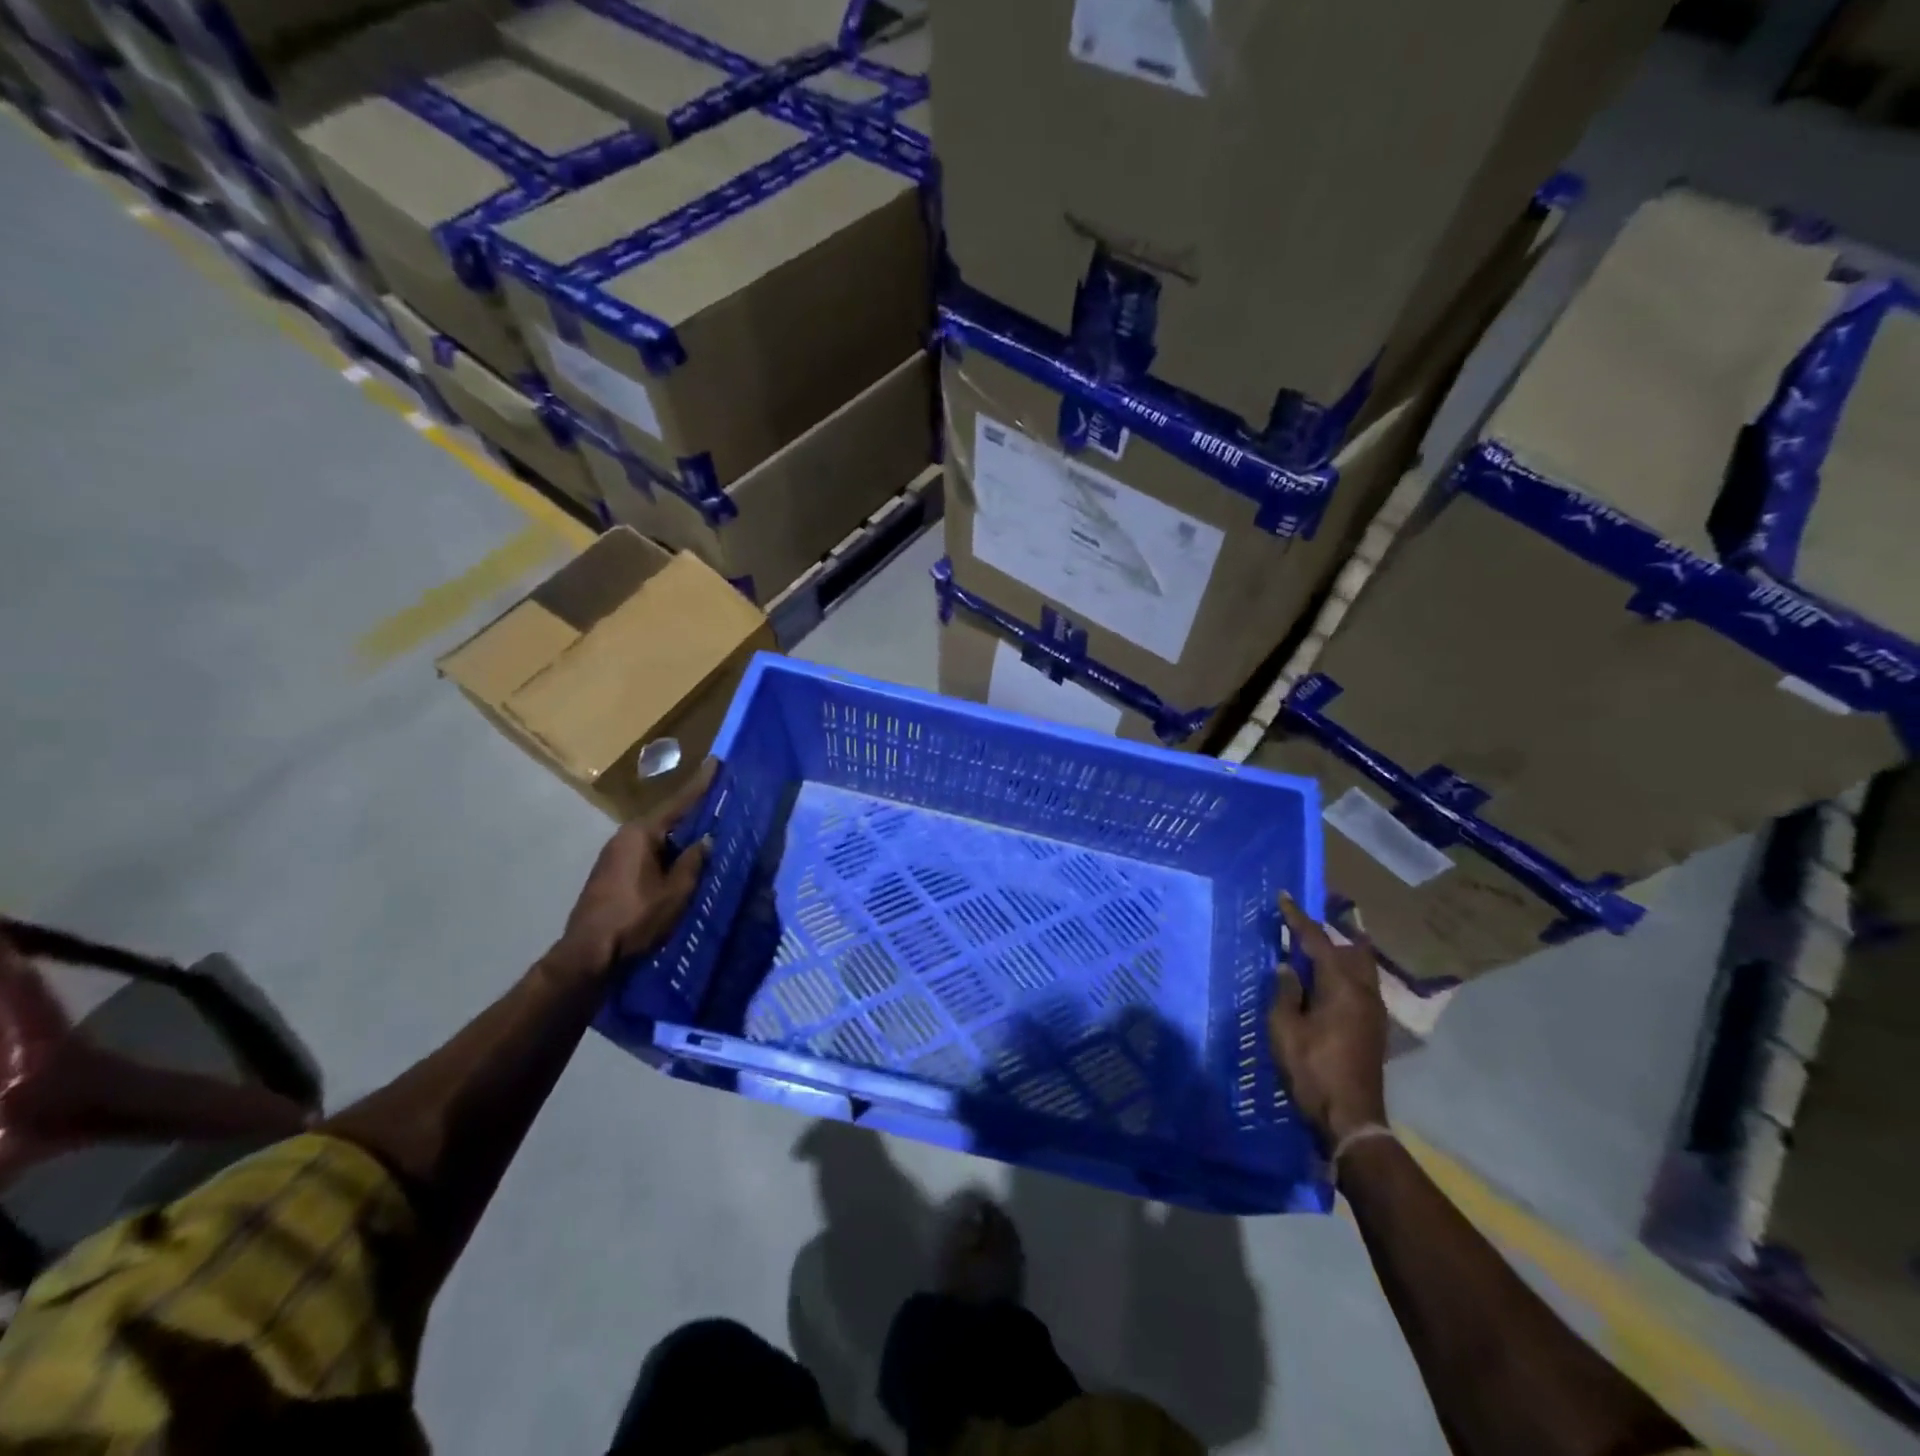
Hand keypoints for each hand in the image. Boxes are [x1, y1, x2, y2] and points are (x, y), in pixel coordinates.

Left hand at [554, 760, 715, 979]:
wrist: (587, 954)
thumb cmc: (635, 919)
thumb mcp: (675, 892)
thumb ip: (693, 862)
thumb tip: (707, 840)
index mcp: (641, 835)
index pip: (678, 804)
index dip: (700, 784)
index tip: (716, 761)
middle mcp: (625, 837)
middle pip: (667, 819)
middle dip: (692, 812)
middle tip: (718, 801)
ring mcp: (615, 856)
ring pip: (657, 838)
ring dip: (680, 837)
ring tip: (706, 833)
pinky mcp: (612, 874)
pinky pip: (648, 853)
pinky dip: (667, 852)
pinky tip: (681, 861)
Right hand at [1268, 893, 1388, 1143]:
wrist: (1350, 1119)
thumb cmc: (1312, 1069)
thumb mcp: (1285, 1028)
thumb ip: (1286, 992)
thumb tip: (1288, 967)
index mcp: (1342, 986)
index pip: (1318, 941)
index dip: (1298, 918)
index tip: (1284, 897)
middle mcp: (1364, 992)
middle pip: (1352, 949)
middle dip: (1329, 933)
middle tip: (1303, 924)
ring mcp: (1373, 1011)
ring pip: (1359, 968)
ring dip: (1338, 954)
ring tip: (1311, 951)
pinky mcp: (1372, 1028)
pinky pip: (1358, 985)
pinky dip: (1341, 974)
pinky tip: (1323, 983)